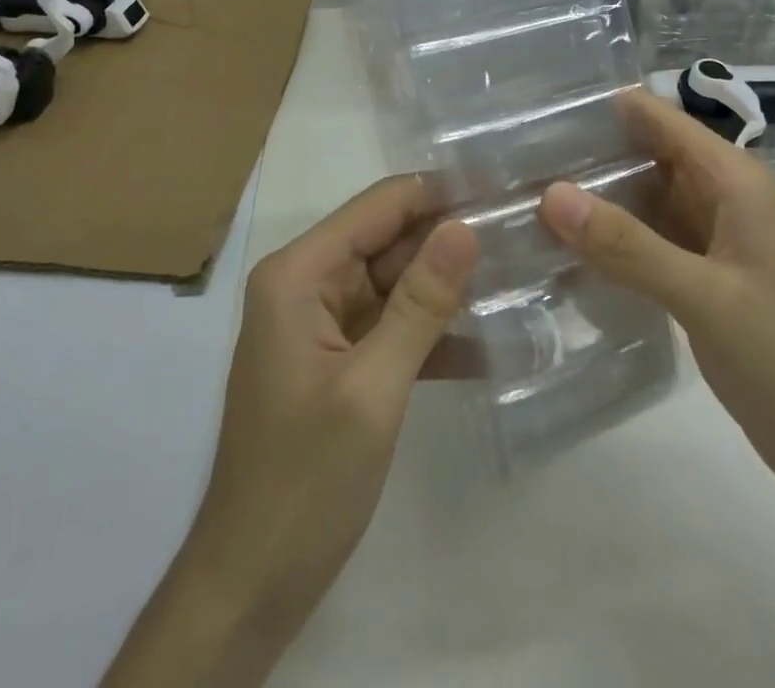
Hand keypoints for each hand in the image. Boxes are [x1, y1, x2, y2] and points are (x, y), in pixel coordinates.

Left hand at [106, 177, 478, 687]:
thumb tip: (465, 227)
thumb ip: (421, 303)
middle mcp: (306, 283)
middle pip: (387, 241)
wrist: (251, 584)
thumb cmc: (305, 481)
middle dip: (449, 240)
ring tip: (520, 275)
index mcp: (298, 274)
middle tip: (523, 236)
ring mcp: (320, 322)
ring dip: (447, 286)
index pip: (377, 207)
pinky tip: (491, 339)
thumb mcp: (373, 388)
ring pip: (395, 282)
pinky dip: (432, 332)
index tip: (500, 190)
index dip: (437, 194)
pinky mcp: (337, 358)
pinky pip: (390, 325)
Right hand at [539, 88, 774, 507]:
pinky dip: (611, 239)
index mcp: (733, 180)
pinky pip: (647, 239)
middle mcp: (722, 196)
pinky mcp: (701, 275)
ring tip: (524, 192)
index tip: (538, 113)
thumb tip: (550, 193)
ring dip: (595, 196)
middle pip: (646, 152)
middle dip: (588, 152)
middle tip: (516, 159)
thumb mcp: (705, 297)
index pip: (658, 117)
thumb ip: (627, 246)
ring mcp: (712, 237)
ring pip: (643, 198)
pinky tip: (564, 246)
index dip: (603, 108)